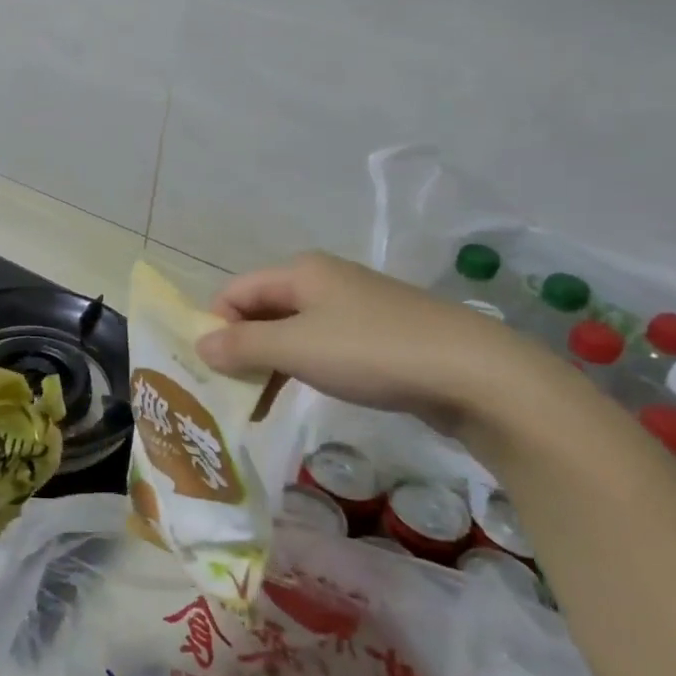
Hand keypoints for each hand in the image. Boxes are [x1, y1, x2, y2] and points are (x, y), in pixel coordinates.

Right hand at [195, 251, 556, 435]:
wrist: (474, 374)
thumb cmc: (372, 352)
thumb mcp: (295, 348)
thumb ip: (242, 346)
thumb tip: (200, 344)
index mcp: (300, 271)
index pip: (235, 292)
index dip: (215, 325)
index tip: (208, 369)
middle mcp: (324, 280)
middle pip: (262, 310)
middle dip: (240, 348)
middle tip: (228, 392)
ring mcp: (354, 308)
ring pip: (292, 331)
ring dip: (269, 363)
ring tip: (258, 404)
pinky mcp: (378, 336)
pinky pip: (322, 346)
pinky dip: (301, 368)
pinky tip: (299, 395)